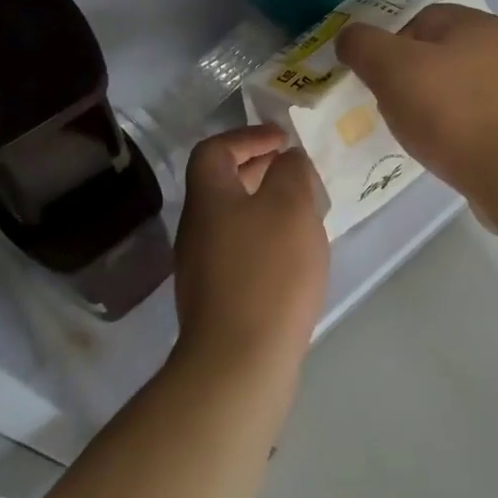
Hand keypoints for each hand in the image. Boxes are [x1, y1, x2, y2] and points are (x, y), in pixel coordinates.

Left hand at [171, 125, 328, 376]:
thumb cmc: (268, 272)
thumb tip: (287, 160)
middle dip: (258, 170)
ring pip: (232, 219)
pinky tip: (292, 257)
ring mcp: (201, 267)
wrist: (239, 361)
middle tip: (294, 172)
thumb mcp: (291, 207)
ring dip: (264, 206)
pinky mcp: (215, 298)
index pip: (214, 149)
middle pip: (221, 184)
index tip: (283, 140)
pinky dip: (264, 239)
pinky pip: (239, 250)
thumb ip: (291, 172)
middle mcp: (196, 228)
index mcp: (208, 198)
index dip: (248, 137)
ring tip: (302, 213)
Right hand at [335, 5, 497, 203]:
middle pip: (436, 55)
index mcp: (474, 23)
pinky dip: (454, 130)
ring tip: (417, 134)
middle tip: (391, 108)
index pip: (417, 19)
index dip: (388, 46)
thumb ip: (363, 45)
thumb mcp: (393, 69)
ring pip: (454, 88)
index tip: (375, 80)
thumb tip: (349, 37)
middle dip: (407, 80)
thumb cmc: (454, 113)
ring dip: (430, 107)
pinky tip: (445, 150)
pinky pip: (474, 118)